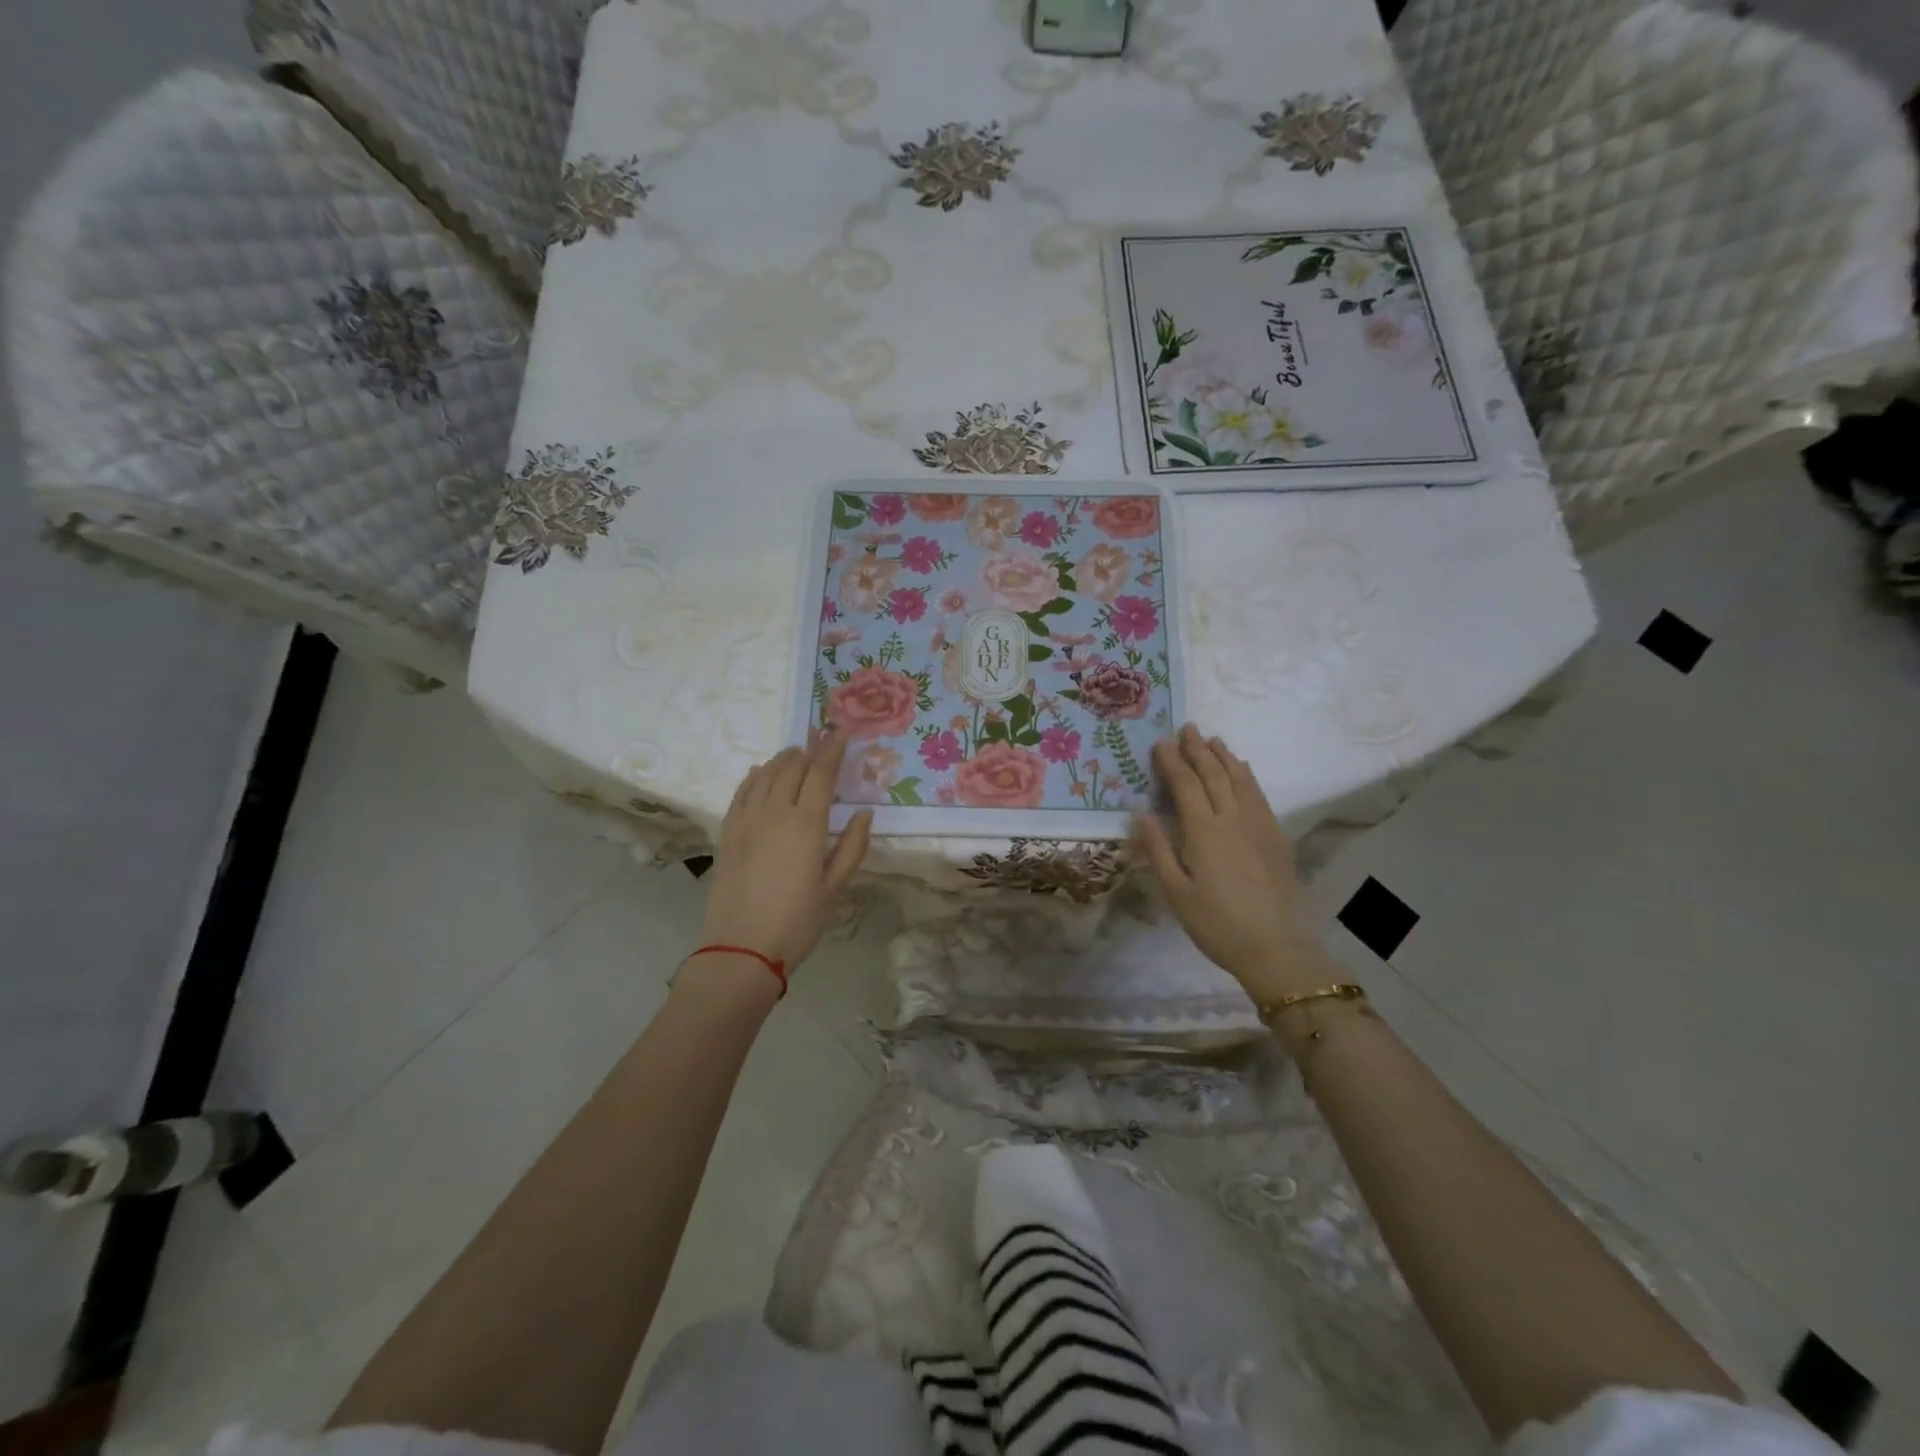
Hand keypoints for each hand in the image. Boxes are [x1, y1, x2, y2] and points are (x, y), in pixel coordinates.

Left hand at [698, 731, 872, 974]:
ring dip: (783, 759)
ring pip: (765, 774)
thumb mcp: (835, 887)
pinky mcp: (728, 833)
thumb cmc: (797, 922)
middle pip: (792, 767)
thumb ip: (852, 846)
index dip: (833, 748)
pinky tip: (759, 772)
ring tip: (796, 753)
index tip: (842, 730)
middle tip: (822, 740)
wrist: (741, 949)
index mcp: (806, 823)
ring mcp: (746, 820)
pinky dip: (754, 776)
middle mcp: (774, 811)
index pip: (821, 772)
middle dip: (810, 750)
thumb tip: (864, 813)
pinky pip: (741, 792)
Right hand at [1133, 725, 1336, 1004]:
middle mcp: (1232, 819)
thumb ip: (1157, 849)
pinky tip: (1242, 771)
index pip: (1185, 784)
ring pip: (1240, 780)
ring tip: (1212, 740)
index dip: (1172, 761)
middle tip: (1186, 729)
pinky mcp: (1276, 837)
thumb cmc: (1217, 925)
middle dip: (1197, 750)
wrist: (1278, 949)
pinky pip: (1259, 795)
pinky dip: (1247, 776)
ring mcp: (1259, 825)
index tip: (1161, 742)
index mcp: (1204, 831)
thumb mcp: (1176, 892)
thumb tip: (1140, 812)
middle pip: (1214, 774)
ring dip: (1224, 757)